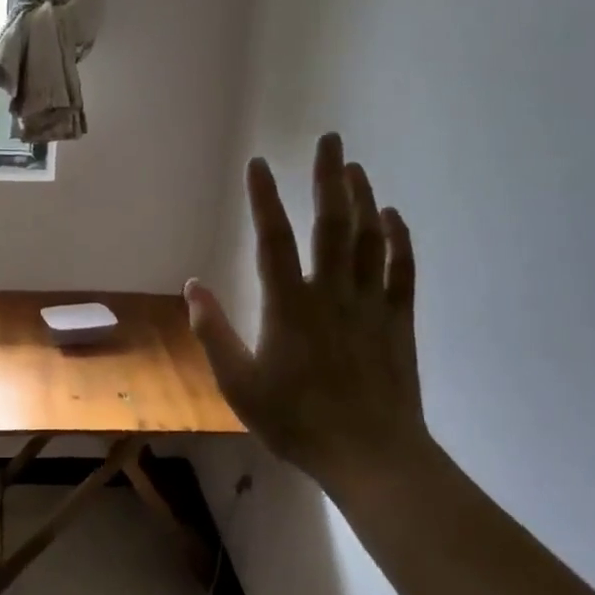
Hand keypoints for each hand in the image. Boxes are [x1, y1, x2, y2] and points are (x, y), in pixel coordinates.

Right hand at [186, 134, 426, 485]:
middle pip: (331, 223)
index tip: (259, 164)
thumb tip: (193, 286)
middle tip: (331, 140)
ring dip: (363, 198)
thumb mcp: (238, 383)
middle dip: (329, 178)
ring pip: (369, 238)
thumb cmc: (295, 421)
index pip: (273, 239)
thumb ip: (212, 332)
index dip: (264, 198)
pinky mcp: (398, 321)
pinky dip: (399, 239)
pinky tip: (393, 216)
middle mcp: (331, 293)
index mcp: (288, 306)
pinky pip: (401, 270)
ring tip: (355, 167)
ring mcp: (369, 304)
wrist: (369, 455)